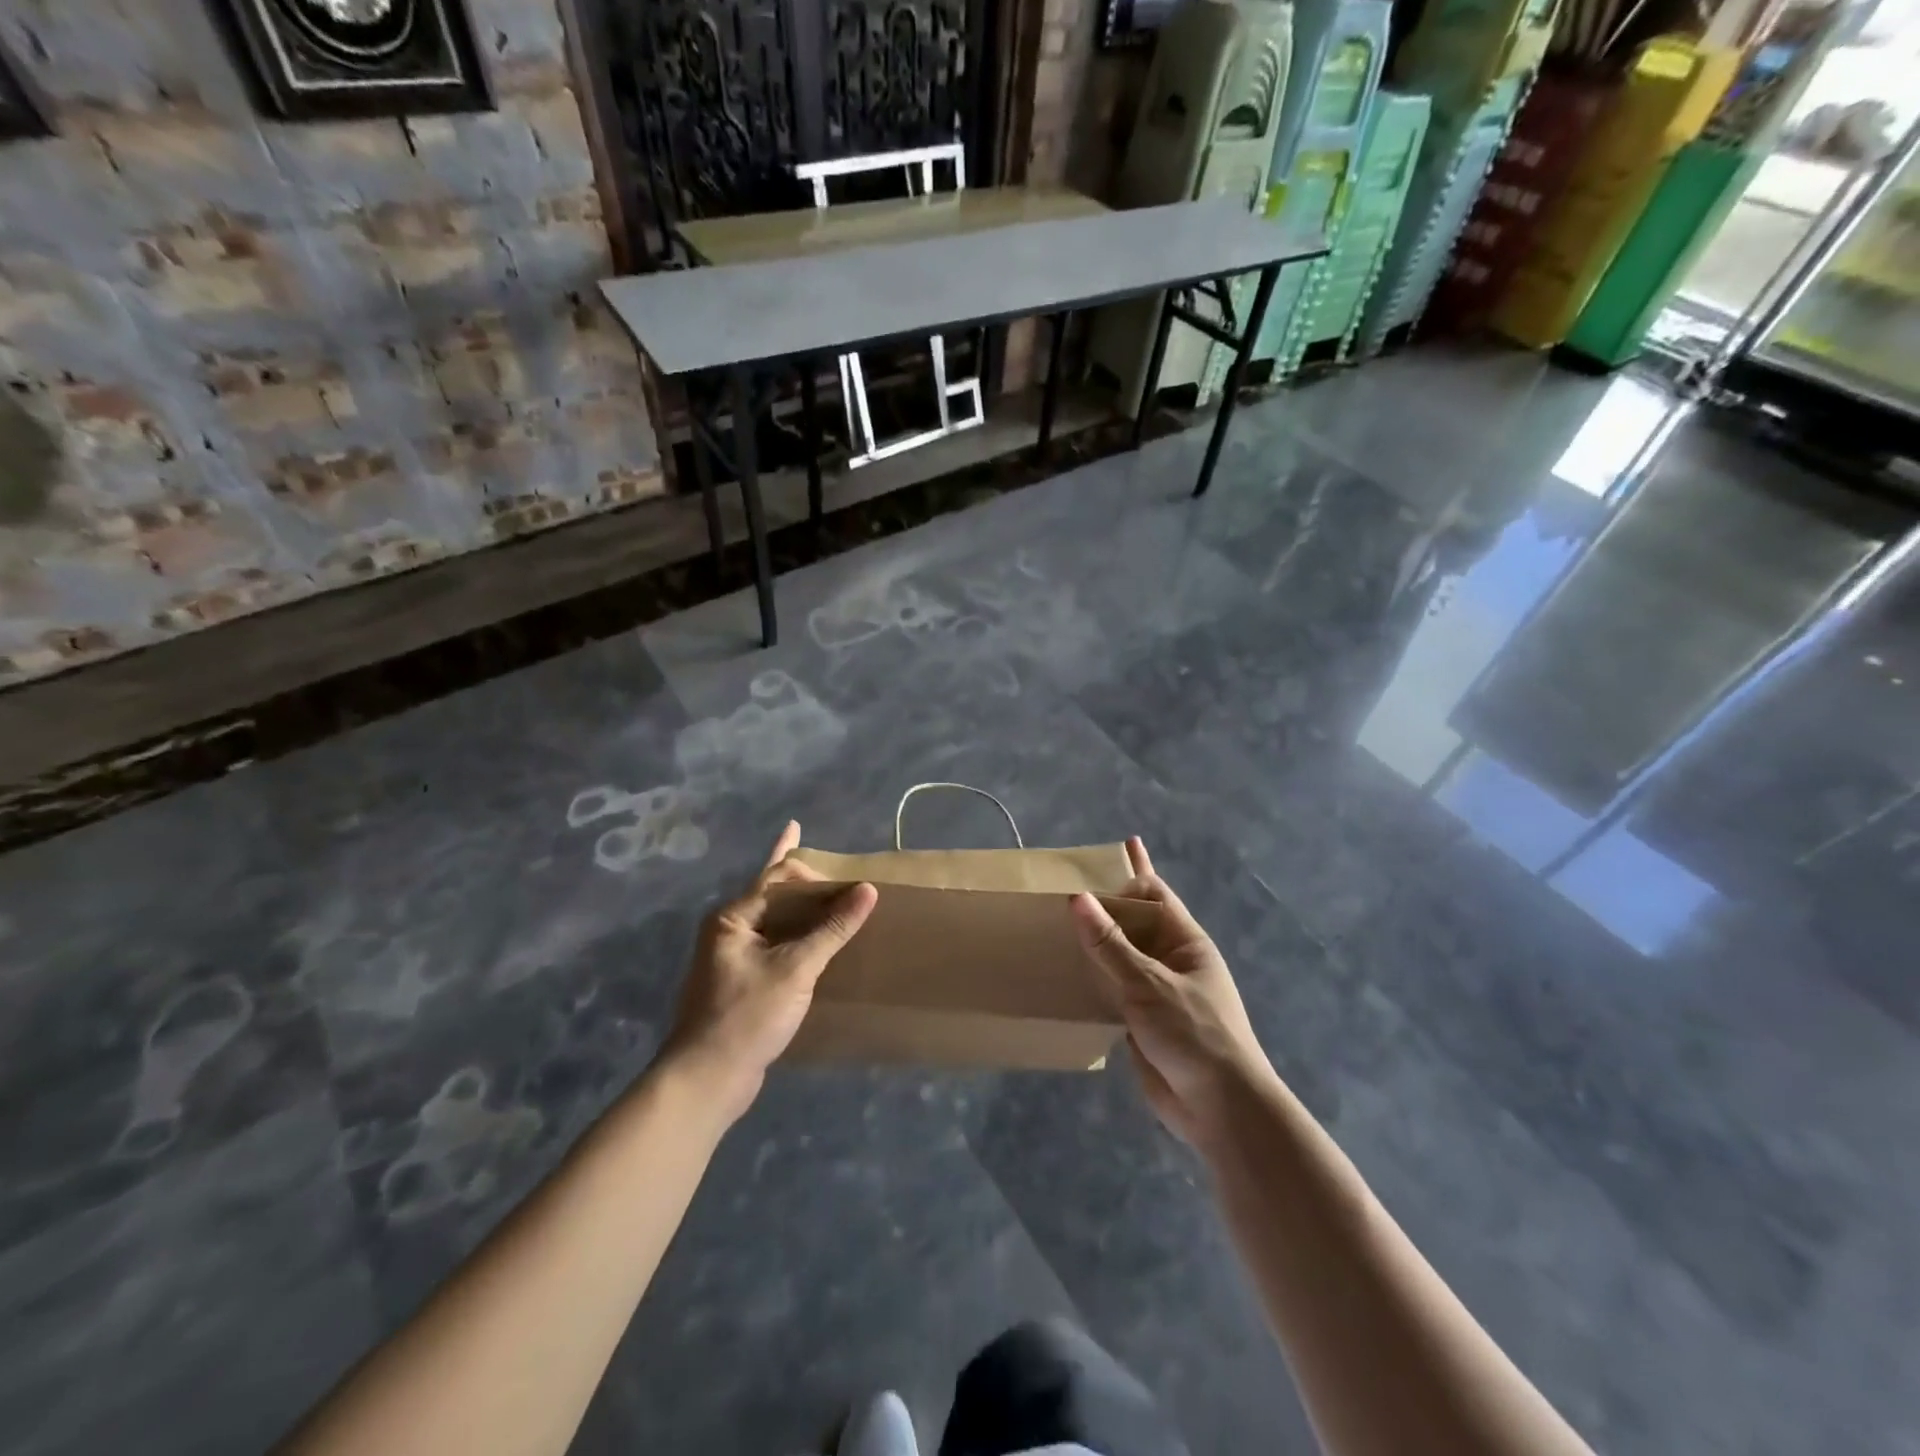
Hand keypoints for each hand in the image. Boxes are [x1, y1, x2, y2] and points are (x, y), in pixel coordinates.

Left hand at [662, 821, 876, 1121]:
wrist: (707, 1080)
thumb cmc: (747, 1017)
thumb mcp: (795, 969)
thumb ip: (832, 928)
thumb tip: (868, 890)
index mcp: (733, 917)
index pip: (779, 876)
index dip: (817, 877)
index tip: (851, 891)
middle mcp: (731, 929)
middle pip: (779, 895)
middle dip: (812, 886)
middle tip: (850, 885)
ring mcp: (736, 956)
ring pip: (780, 922)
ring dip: (809, 911)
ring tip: (841, 900)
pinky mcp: (747, 981)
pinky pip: (780, 947)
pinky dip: (803, 939)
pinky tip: (821, 940)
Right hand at [1070, 837, 1273, 1148]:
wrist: (1220, 1111)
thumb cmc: (1195, 1035)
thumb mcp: (1150, 984)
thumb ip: (1111, 944)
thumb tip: (1077, 898)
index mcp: (1185, 942)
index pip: (1153, 894)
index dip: (1126, 873)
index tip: (1089, 860)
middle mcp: (1169, 960)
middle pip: (1131, 923)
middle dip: (1101, 906)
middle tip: (1058, 889)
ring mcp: (1154, 991)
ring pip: (1117, 956)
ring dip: (1091, 942)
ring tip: (1051, 923)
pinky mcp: (1139, 1021)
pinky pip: (1110, 989)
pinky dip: (1089, 978)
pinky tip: (1061, 972)